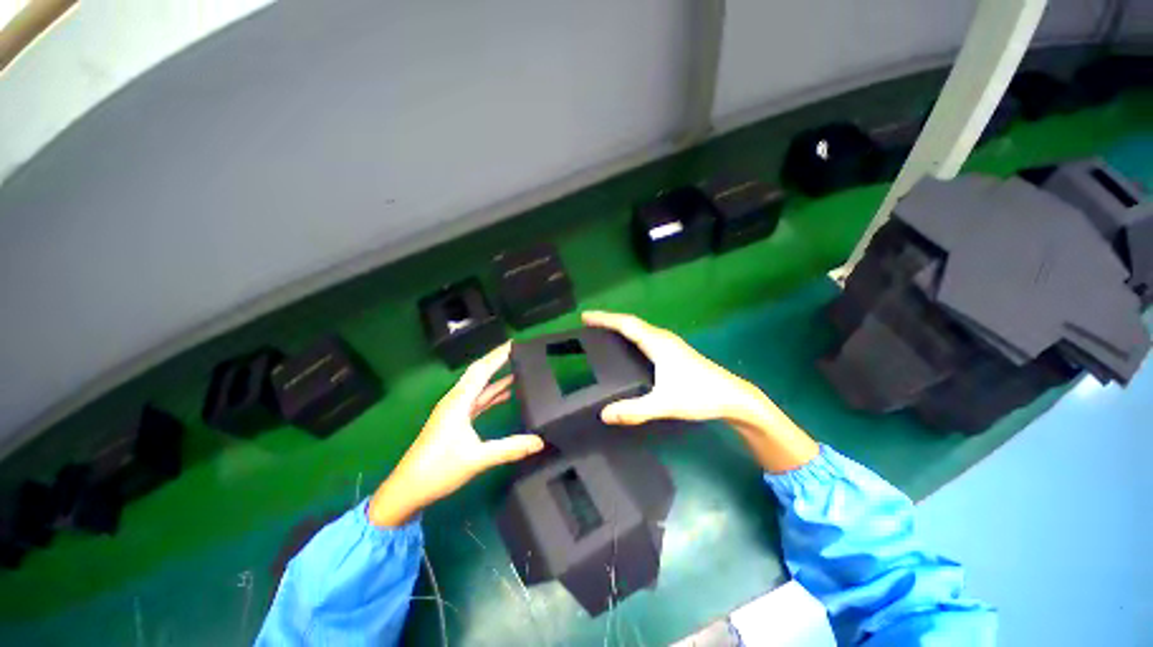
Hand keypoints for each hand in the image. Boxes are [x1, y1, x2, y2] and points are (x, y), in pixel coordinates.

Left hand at [368, 343, 544, 526]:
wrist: (407, 489)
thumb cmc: (438, 470)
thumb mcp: (477, 458)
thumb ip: (510, 448)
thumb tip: (540, 441)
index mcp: (459, 401)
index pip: (482, 370)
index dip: (498, 355)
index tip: (515, 343)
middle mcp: (456, 400)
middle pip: (479, 372)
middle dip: (497, 360)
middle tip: (518, 350)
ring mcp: (454, 409)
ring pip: (478, 385)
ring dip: (495, 376)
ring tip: (517, 368)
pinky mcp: (455, 420)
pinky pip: (477, 399)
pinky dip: (491, 394)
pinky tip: (505, 394)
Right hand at [582, 311, 766, 425]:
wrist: (733, 397)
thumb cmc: (699, 395)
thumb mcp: (664, 404)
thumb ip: (634, 410)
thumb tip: (603, 415)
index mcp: (658, 344)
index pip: (626, 324)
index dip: (605, 319)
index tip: (586, 316)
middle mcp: (663, 338)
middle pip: (631, 322)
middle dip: (609, 320)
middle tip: (589, 323)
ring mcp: (670, 344)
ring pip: (640, 329)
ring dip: (621, 326)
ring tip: (602, 332)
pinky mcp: (674, 351)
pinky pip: (646, 336)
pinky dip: (631, 335)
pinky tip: (628, 347)